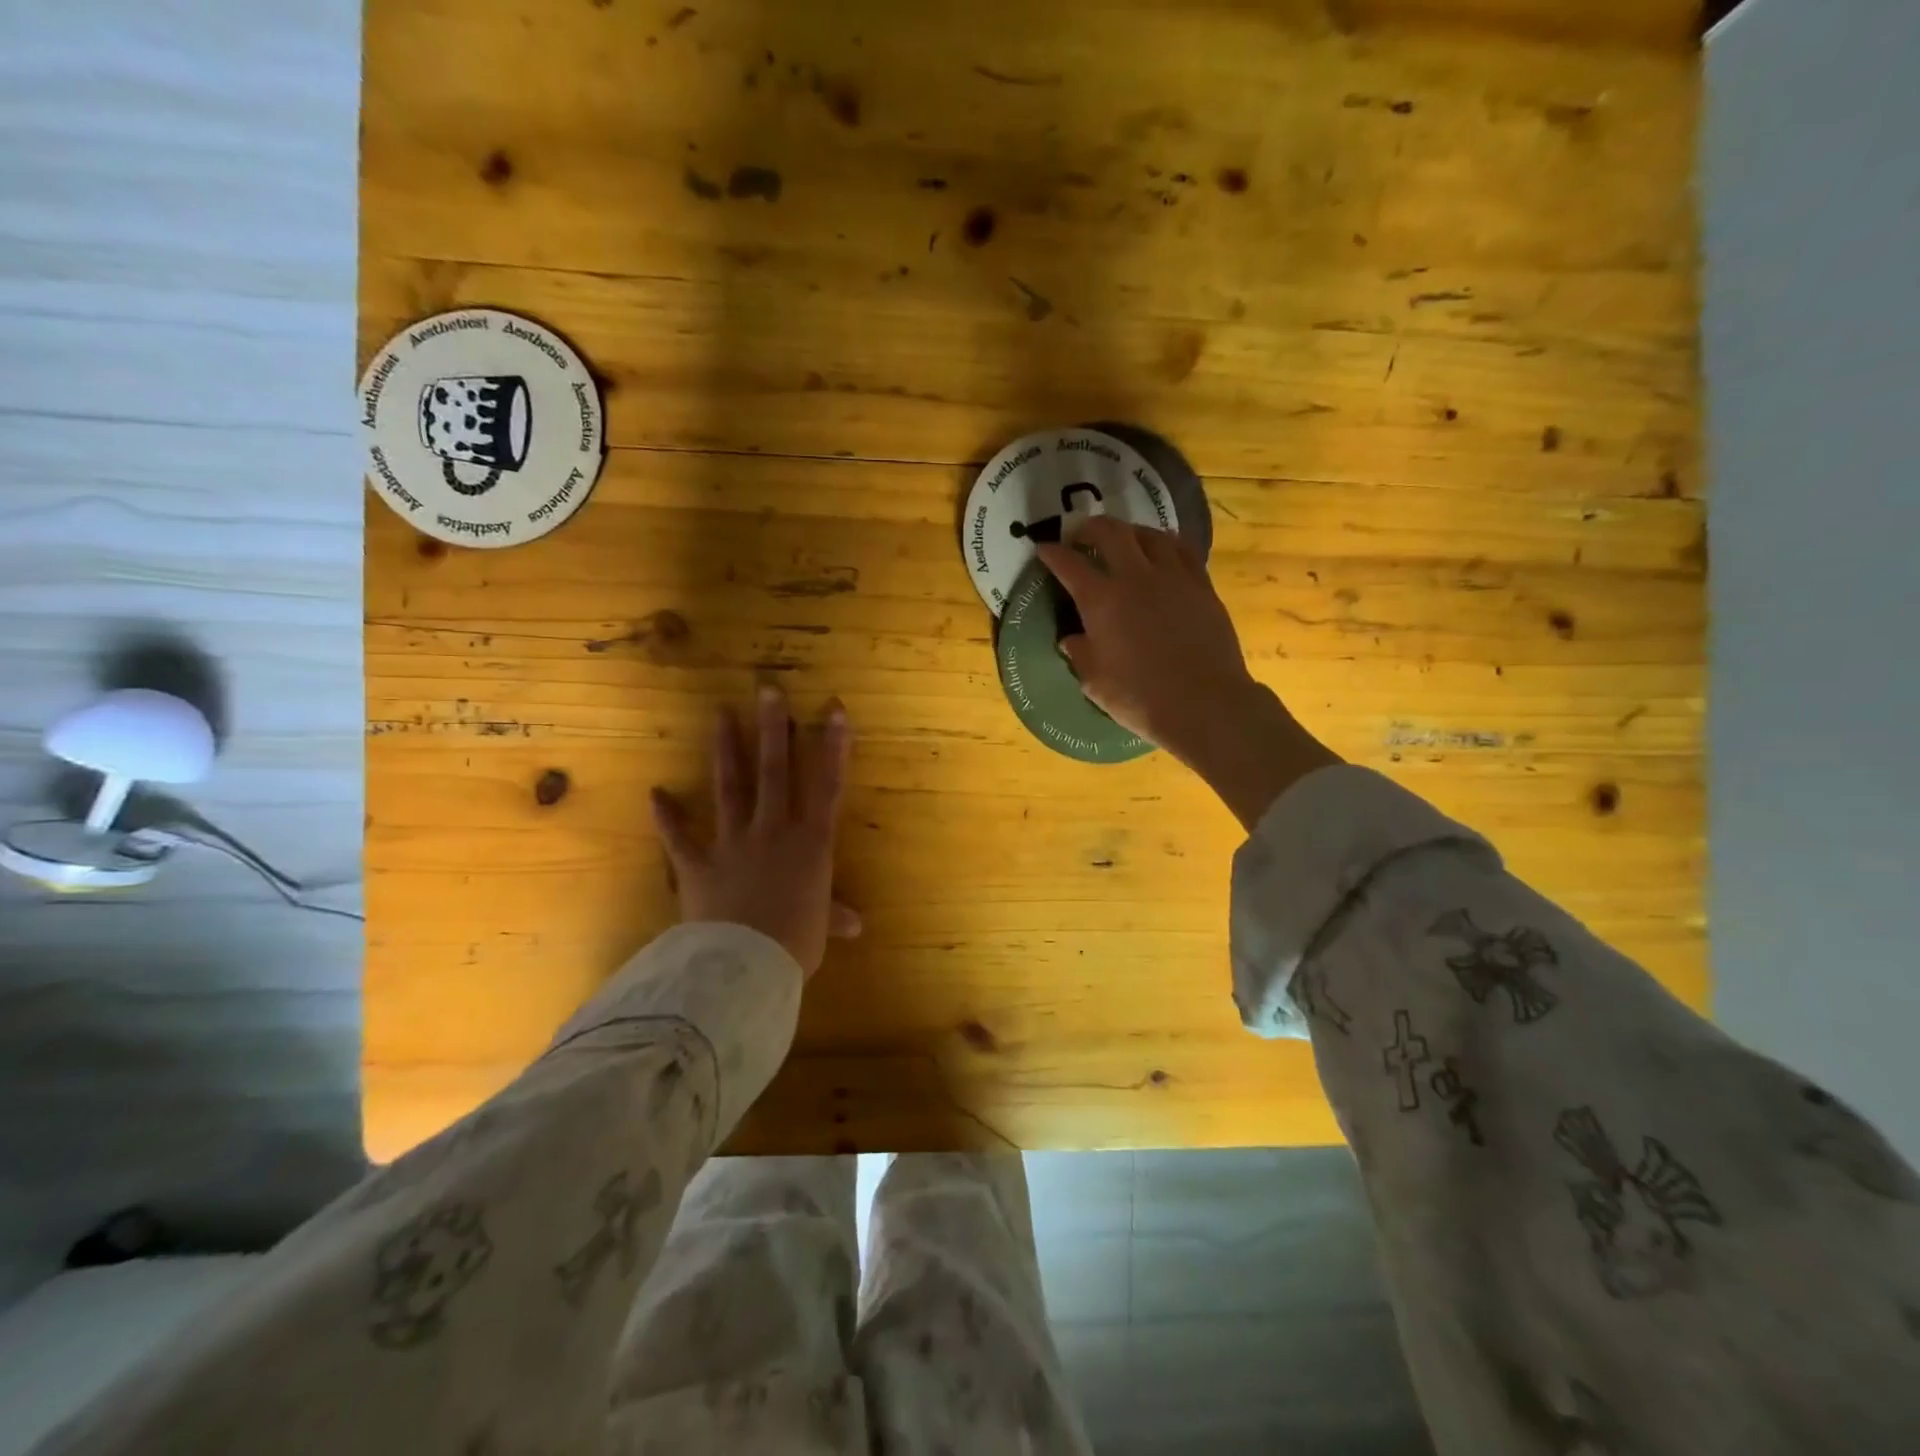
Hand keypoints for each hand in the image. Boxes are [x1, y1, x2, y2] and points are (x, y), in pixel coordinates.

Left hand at [650, 687, 860, 976]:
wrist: (742, 968)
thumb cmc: (794, 944)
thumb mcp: (820, 928)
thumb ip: (834, 915)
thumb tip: (856, 924)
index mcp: (810, 843)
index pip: (827, 785)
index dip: (833, 746)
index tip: (834, 709)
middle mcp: (772, 831)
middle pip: (774, 771)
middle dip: (773, 728)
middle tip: (767, 689)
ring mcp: (731, 843)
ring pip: (730, 787)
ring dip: (727, 750)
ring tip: (721, 714)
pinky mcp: (697, 864)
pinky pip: (679, 837)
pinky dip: (667, 816)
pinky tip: (655, 792)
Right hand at [1037, 517, 1340, 829]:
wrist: (1205, 704)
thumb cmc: (1141, 698)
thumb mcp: (1095, 682)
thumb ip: (1080, 654)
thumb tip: (1071, 639)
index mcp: (1101, 601)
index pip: (1069, 564)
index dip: (1052, 553)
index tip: (1043, 550)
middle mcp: (1135, 577)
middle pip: (1110, 532)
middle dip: (1089, 527)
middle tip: (1081, 536)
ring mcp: (1173, 577)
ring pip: (1149, 534)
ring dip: (1130, 532)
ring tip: (1123, 541)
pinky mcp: (1202, 585)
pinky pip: (1182, 550)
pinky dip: (1164, 545)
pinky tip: (1162, 554)